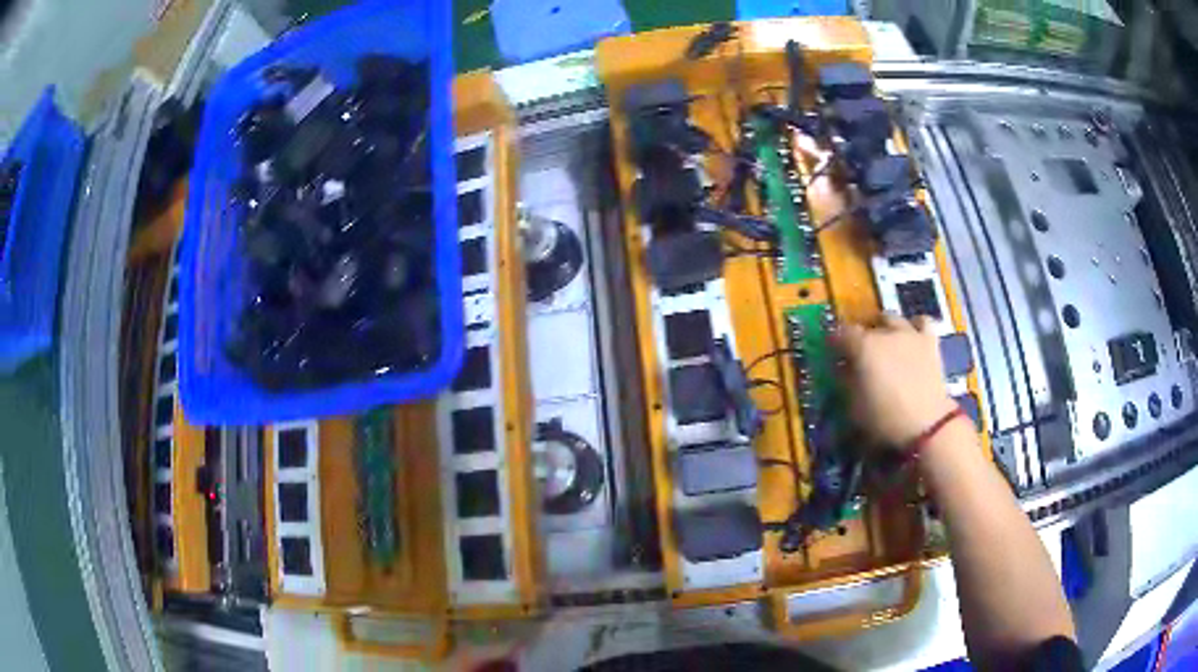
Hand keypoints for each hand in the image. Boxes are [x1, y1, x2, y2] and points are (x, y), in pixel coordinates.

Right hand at [835, 315, 957, 448]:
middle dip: (861, 336)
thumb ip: (846, 381)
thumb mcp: (854, 406)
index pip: (841, 333)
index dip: (835, 341)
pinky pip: (922, 322)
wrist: (927, 425)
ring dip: (885, 327)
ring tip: (885, 342)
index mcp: (863, 347)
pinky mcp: (930, 341)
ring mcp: (909, 334)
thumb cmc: (884, 419)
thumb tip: (843, 368)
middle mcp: (885, 333)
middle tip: (859, 353)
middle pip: (867, 325)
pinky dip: (915, 326)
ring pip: (892, 318)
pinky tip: (912, 337)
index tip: (833, 352)